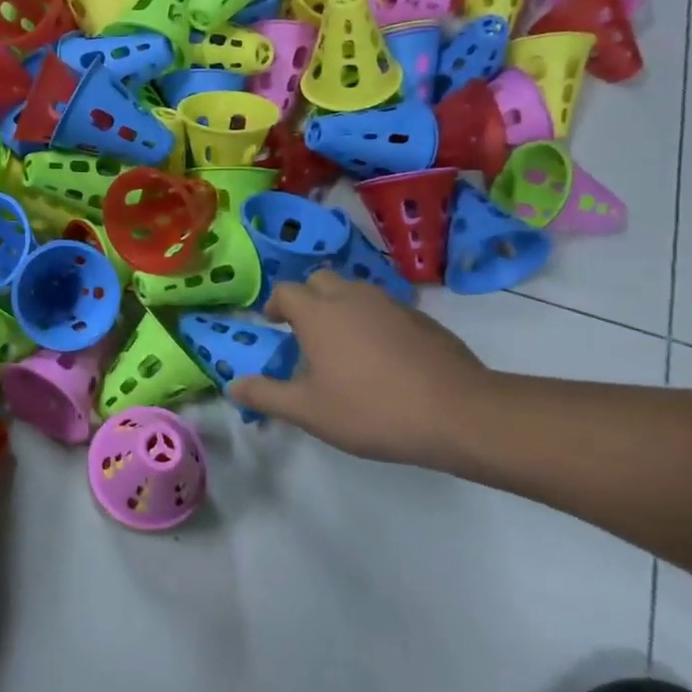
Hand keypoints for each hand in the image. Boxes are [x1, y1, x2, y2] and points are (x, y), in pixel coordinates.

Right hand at [231, 271, 494, 468]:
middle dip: (306, 298)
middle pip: (319, 279)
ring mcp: (390, 304)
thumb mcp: (308, 411)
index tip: (272, 327)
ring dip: (340, 306)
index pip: (285, 292)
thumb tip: (233, 384)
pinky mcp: (421, 318)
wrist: (458, 413)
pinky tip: (381, 357)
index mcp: (318, 313)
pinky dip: (372, 321)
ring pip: (354, 290)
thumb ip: (266, 395)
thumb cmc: (371, 409)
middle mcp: (351, 297)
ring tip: (341, 344)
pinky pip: (384, 308)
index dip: (274, 306)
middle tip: (304, 332)